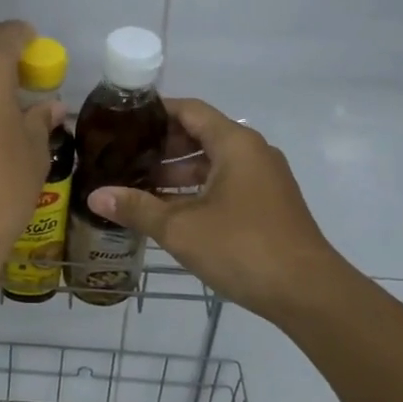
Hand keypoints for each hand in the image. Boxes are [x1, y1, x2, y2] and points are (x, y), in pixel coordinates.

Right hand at [85, 98, 344, 323]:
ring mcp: (264, 180)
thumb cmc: (242, 247)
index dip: (155, 112)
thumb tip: (95, 196)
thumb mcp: (181, 228)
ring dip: (177, 174)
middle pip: (201, 136)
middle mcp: (253, 153)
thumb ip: (137, 208)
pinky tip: (169, 212)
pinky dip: (197, 191)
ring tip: (137, 187)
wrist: (307, 291)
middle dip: (161, 147)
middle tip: (122, 158)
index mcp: (235, 143)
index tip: (122, 122)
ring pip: (213, 165)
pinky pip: (225, 185)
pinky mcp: (268, 206)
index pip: (190, 110)